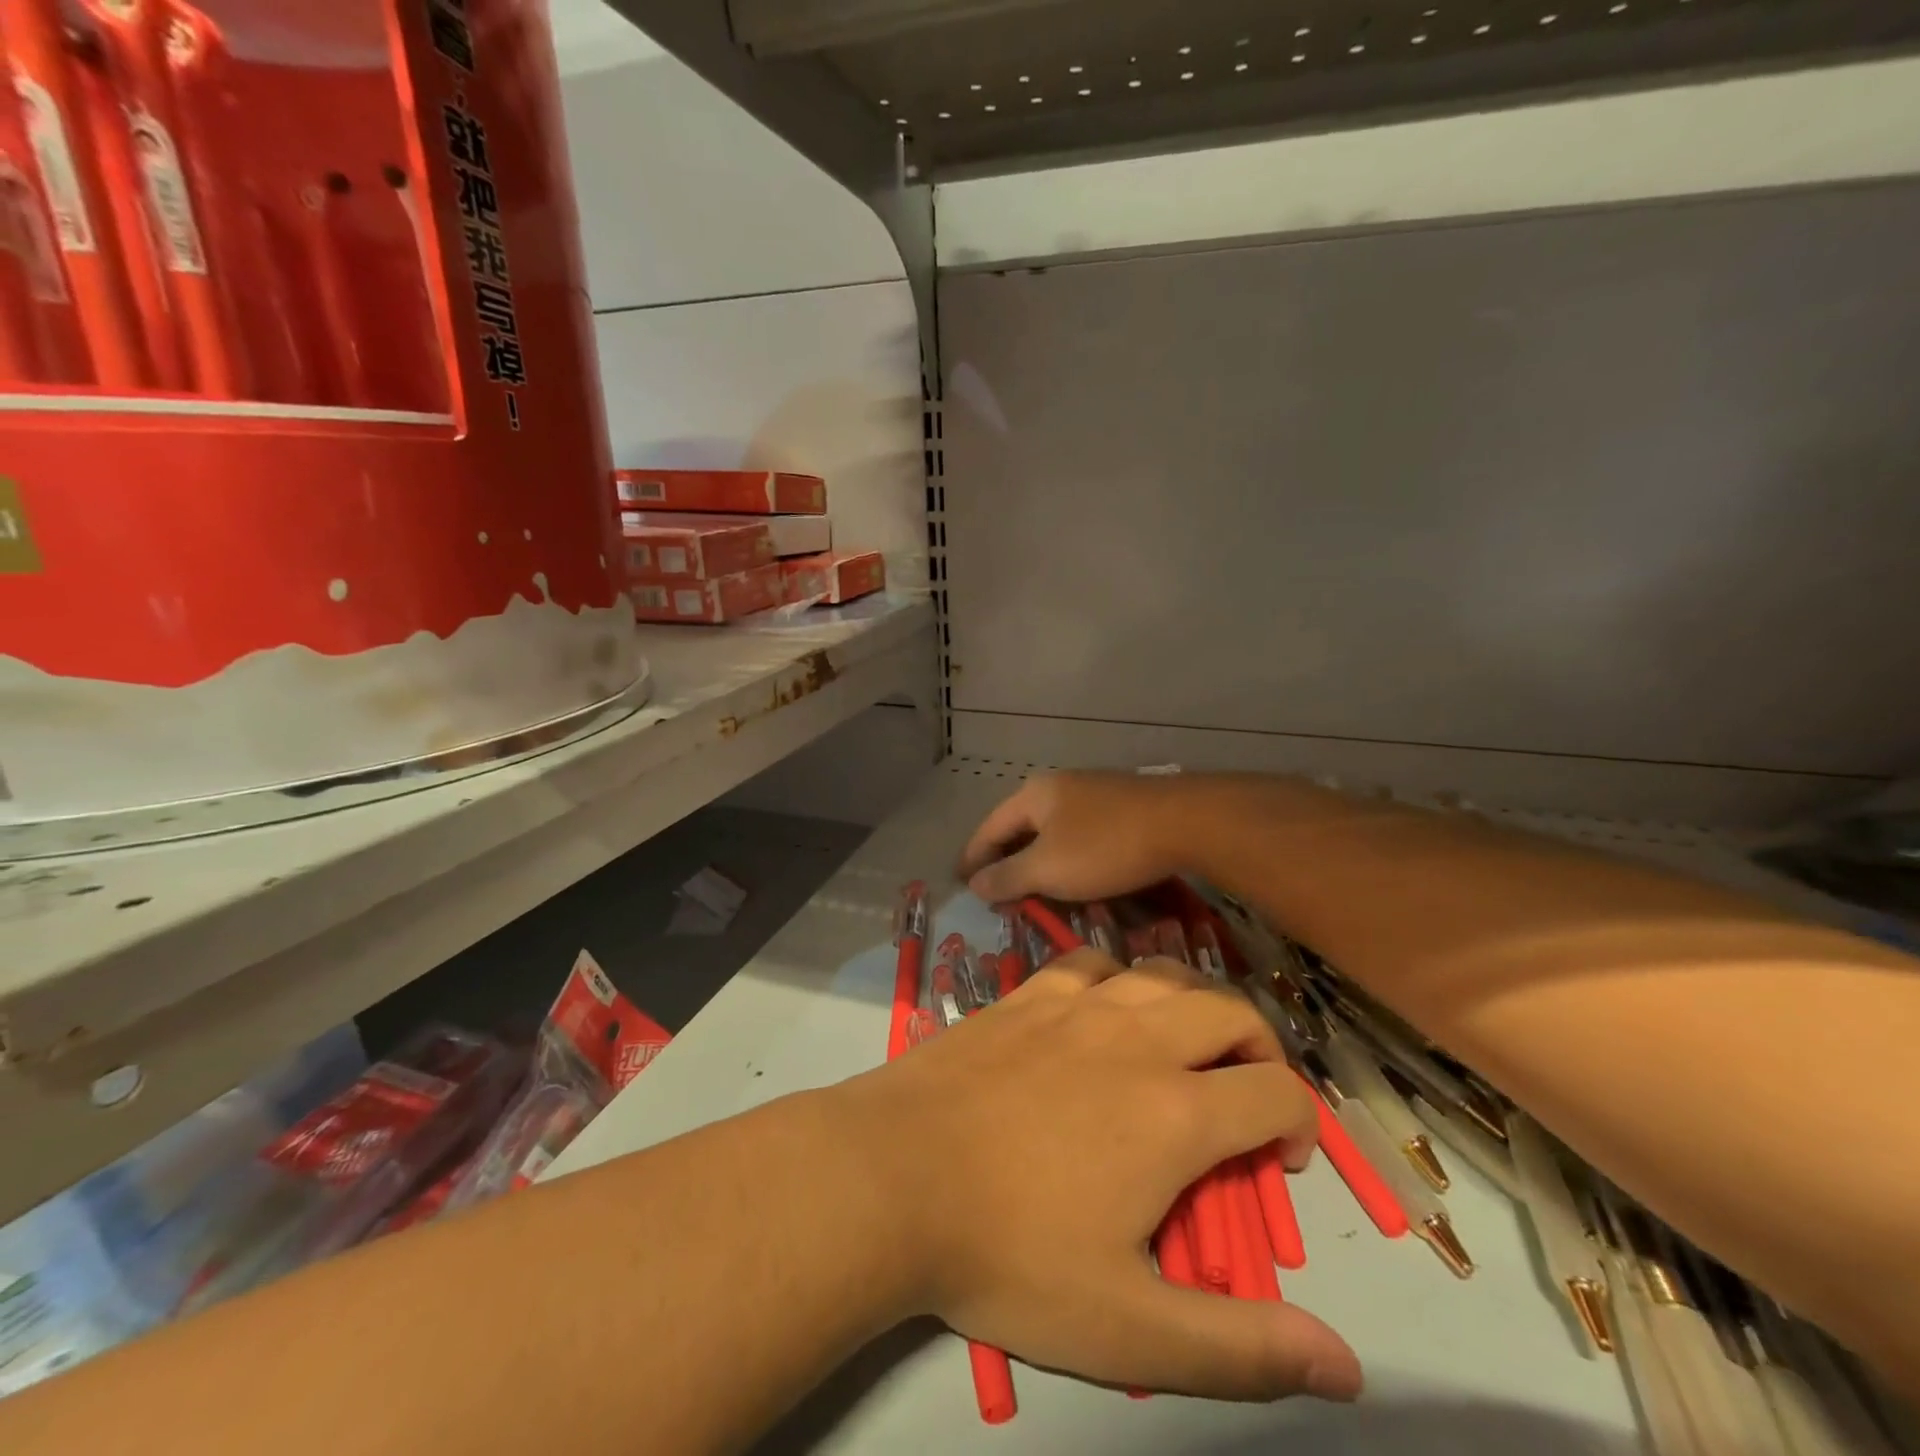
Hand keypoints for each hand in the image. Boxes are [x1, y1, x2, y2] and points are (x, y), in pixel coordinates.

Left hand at [827, 950, 1360, 1402]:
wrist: (892, 1175)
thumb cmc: (1007, 1253)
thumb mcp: (1127, 1329)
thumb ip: (1241, 1349)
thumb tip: (1348, 1369)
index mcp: (1173, 1112)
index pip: (1277, 1091)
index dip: (1302, 1123)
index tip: (1280, 1161)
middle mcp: (1135, 1039)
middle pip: (1229, 1010)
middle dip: (1258, 1047)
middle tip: (1245, 1092)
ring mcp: (1075, 1006)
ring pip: (1161, 973)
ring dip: (1192, 1004)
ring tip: (1183, 1046)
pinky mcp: (1024, 994)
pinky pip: (1090, 962)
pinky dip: (1116, 979)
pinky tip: (1101, 1011)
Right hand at [957, 772, 1207, 904]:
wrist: (1184, 822)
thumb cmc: (1104, 847)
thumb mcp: (1048, 869)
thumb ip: (1007, 876)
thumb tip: (973, 882)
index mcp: (1033, 794)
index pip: (989, 828)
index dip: (972, 857)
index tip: (961, 882)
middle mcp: (1059, 786)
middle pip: (1020, 826)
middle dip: (1005, 858)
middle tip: (995, 890)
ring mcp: (1093, 792)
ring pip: (1052, 830)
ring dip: (1037, 859)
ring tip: (1032, 887)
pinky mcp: (1121, 806)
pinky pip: (1078, 834)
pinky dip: (1066, 856)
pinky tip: (1075, 874)